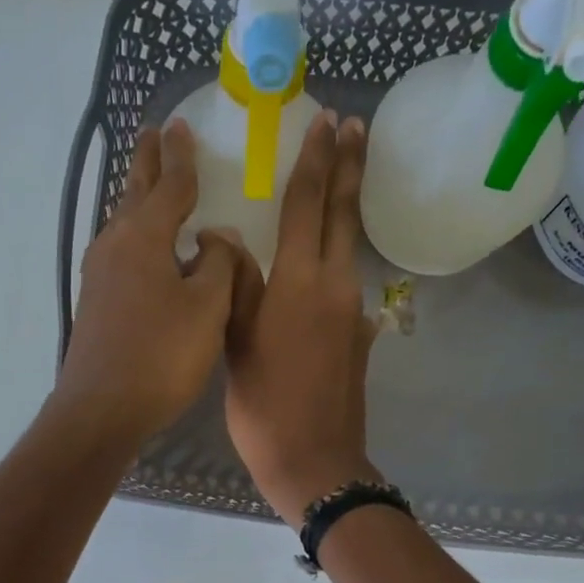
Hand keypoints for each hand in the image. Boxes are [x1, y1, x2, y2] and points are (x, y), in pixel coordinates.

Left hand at [54, 119, 254, 448]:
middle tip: (153, 134)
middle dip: (147, 163)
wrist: (102, 409)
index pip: (170, 186)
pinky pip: (120, 253)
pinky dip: (136, 236)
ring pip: (124, 223)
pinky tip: (142, 248)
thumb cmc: (161, 355)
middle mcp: (115, 246)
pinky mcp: (96, 303)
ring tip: (148, 182)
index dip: (181, 158)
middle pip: (135, 194)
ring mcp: (100, 275)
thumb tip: (217, 237)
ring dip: (138, 198)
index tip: (181, 127)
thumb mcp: (207, 307)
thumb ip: (219, 264)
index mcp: (145, 237)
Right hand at [224, 111, 378, 526]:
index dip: (316, 161)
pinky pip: (347, 280)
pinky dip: (339, 255)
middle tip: (355, 126)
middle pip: (345, 214)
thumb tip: (225, 236)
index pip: (309, 205)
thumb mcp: (237, 342)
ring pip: (351, 245)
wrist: (315, 460)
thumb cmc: (264, 405)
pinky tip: (325, 257)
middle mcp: (335, 285)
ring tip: (342, 176)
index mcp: (299, 282)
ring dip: (347, 206)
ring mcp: (353, 311)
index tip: (327, 122)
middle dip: (350, 166)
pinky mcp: (358, 335)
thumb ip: (235, 284)